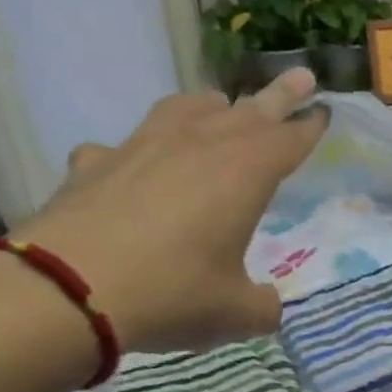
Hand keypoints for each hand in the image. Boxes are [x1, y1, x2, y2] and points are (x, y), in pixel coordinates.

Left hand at [15, 69, 327, 352]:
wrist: (67, 289)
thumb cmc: (171, 294)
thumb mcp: (234, 314)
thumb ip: (261, 308)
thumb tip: (266, 307)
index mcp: (242, 174)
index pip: (287, 140)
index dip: (309, 127)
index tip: (324, 111)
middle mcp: (195, 146)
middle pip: (247, 112)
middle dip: (278, 97)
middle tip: (302, 76)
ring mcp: (140, 148)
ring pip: (185, 109)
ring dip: (210, 106)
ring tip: (220, 106)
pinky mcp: (94, 164)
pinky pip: (126, 146)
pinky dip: (140, 152)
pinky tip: (135, 167)